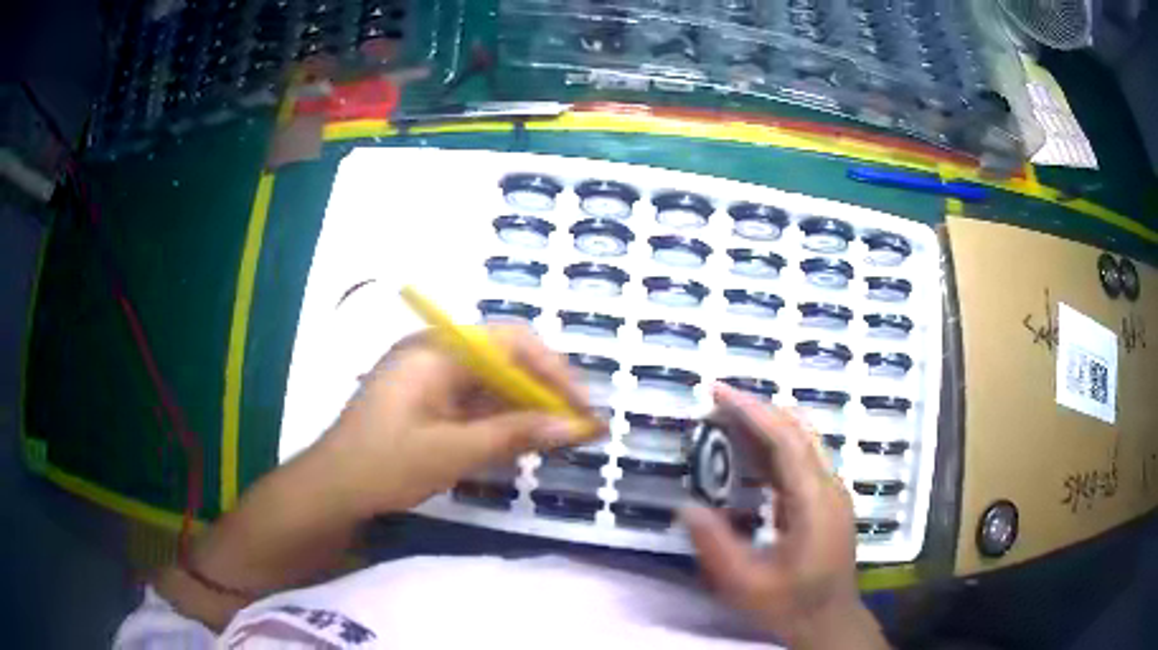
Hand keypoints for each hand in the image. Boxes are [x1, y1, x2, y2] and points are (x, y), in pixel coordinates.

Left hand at [316, 325, 601, 516]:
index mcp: (437, 350)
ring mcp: (431, 379)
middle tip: (579, 428)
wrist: (332, 491)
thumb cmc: (385, 465)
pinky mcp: (429, 403)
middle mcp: (436, 354)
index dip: (554, 370)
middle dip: (545, 392)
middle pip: (505, 361)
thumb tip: (578, 427)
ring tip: (562, 439)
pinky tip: (524, 443)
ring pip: (494, 385)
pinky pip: (476, 404)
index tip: (581, 407)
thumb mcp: (453, 452)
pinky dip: (503, 422)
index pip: (511, 341)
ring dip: (527, 410)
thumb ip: (516, 435)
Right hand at [681, 384, 886, 648]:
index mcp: (814, 503)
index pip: (786, 440)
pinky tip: (749, 455)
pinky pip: (802, 460)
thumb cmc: (790, 605)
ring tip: (726, 422)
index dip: (752, 411)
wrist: (829, 621)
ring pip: (803, 441)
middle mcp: (829, 487)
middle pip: (798, 431)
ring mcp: (832, 492)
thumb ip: (715, 545)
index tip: (719, 393)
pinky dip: (775, 447)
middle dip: (758, 410)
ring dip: (767, 425)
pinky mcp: (828, 500)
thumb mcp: (745, 585)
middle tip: (716, 403)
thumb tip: (686, 506)